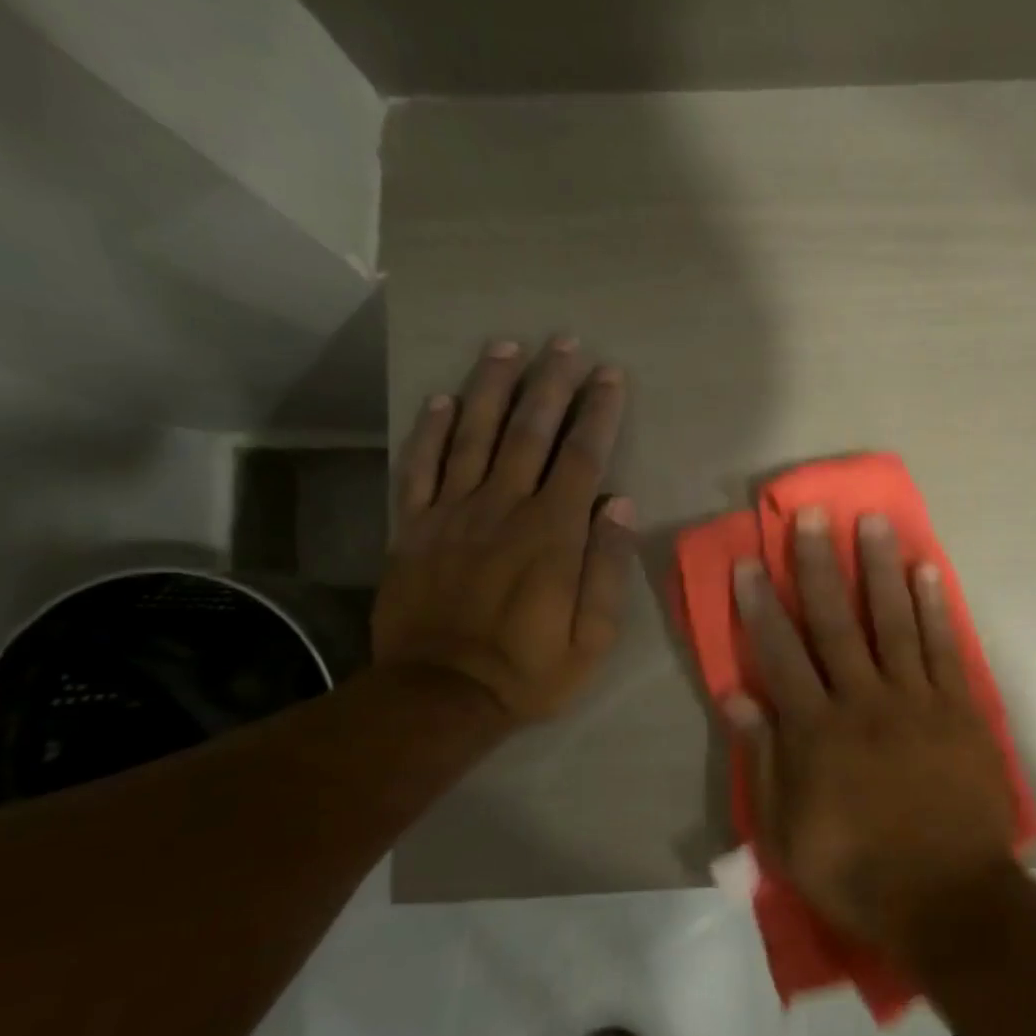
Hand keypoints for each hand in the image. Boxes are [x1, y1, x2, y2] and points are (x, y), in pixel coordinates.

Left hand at [373, 337, 634, 724]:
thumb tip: (620, 503)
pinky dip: (430, 430)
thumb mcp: (594, 634)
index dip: (598, 412)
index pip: (581, 456)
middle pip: (529, 432)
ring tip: (507, 347)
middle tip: (563, 341)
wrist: (441, 694)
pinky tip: (440, 398)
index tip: (610, 375)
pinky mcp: (415, 528)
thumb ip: (607, 566)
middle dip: (550, 383)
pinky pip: (420, 467)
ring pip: (472, 435)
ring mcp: (452, 514)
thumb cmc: (531, 668)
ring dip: (491, 387)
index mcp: (552, 532)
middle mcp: (503, 508)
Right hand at [727, 507, 1020, 957]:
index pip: (781, 655)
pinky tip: (926, 570)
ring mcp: (917, 700)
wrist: (948, 897)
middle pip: (836, 623)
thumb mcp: (787, 835)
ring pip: (893, 621)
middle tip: (811, 516)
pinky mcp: (959, 708)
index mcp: (817, 732)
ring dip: (880, 568)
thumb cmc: (858, 872)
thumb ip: (762, 762)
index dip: (763, 607)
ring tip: (873, 521)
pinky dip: (934, 606)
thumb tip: (737, 699)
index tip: (751, 563)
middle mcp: (864, 701)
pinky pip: (944, 647)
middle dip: (820, 566)